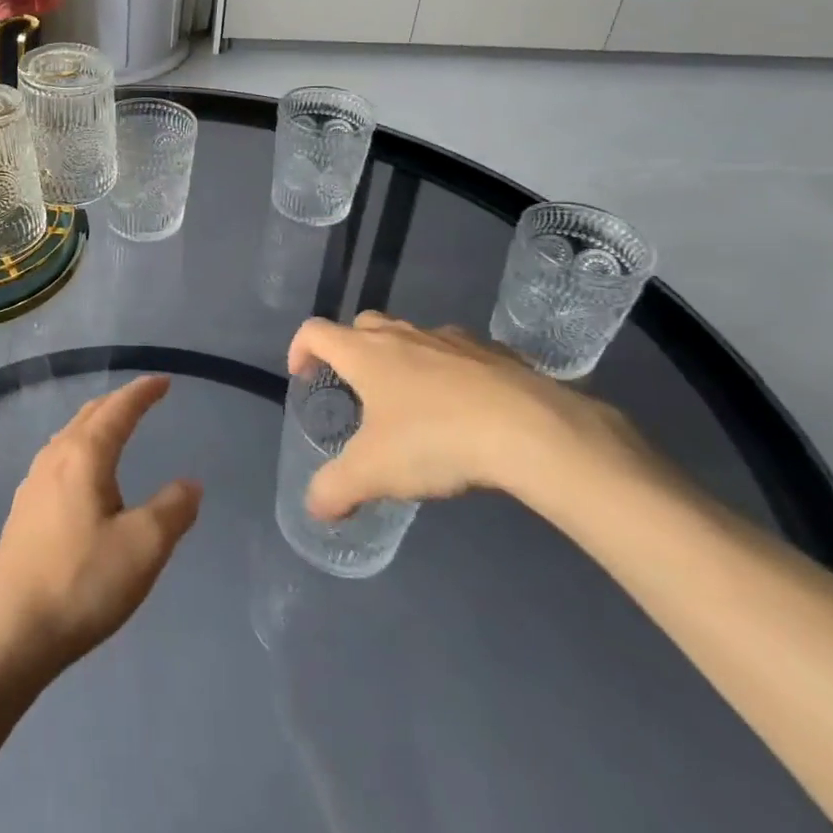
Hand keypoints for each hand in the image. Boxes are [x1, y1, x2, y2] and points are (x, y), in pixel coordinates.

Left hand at [0, 375, 201, 681]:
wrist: (10, 631)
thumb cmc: (82, 582)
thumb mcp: (143, 547)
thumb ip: (172, 510)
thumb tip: (190, 483)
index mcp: (84, 455)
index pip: (118, 410)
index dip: (142, 393)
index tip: (163, 381)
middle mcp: (54, 458)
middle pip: (89, 416)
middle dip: (118, 403)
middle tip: (143, 398)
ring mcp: (33, 483)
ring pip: (69, 437)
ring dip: (96, 424)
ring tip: (115, 429)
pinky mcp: (23, 511)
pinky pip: (58, 460)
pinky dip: (80, 449)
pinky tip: (82, 475)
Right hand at [288, 313, 620, 519]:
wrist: (532, 431)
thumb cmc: (436, 440)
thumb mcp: (375, 473)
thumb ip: (336, 488)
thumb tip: (314, 507)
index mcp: (365, 353)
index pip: (315, 331)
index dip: (300, 348)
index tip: (302, 375)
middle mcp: (403, 335)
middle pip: (363, 325)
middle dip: (351, 350)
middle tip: (356, 388)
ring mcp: (452, 340)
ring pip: (413, 337)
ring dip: (402, 359)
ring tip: (412, 403)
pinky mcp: (496, 354)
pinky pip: (461, 355)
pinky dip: (451, 372)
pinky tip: (466, 409)